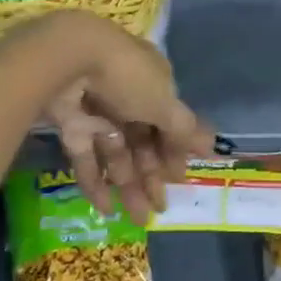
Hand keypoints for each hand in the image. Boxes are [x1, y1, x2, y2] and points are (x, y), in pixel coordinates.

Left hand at [4, 11, 213, 224]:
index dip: (174, 149)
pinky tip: (106, 209)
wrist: (69, 60)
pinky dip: (96, 182)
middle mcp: (126, 94)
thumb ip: (184, 129)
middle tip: (160, 209)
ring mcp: (97, 109)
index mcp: (152, 81)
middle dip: (152, 174)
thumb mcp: (163, 102)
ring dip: (128, 185)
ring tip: (138, 219)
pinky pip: (86, 156)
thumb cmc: (127, 77)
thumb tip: (211, 146)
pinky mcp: (71, 123)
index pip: (167, 119)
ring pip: (116, 152)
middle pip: (142, 139)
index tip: (179, 179)